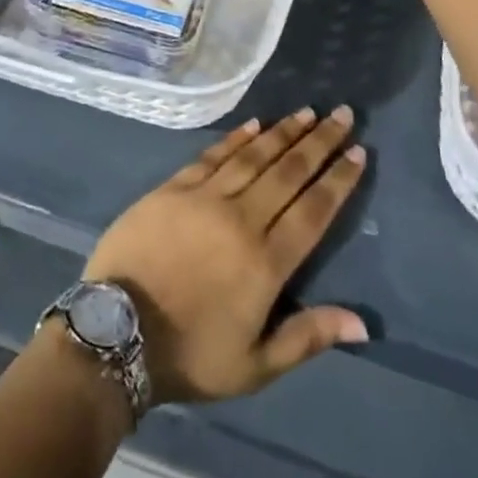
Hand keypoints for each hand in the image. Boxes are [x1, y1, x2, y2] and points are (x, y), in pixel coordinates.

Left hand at [84, 108, 368, 403]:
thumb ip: (307, 337)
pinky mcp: (173, 188)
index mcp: (267, 262)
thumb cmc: (189, 354)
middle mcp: (242, 219)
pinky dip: (236, 138)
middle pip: (289, 173)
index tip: (358, 152)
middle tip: (341, 114)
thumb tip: (363, 323)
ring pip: (254, 156)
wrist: (115, 334)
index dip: (339, 180)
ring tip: (306, 112)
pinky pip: (212, 155)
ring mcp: (205, 198)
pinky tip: (255, 123)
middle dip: (319, 143)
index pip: (313, 210)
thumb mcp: (254, 365)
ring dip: (283, 132)